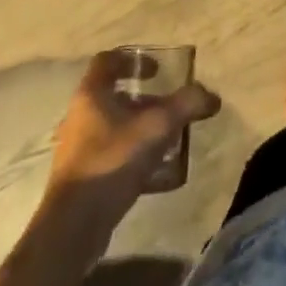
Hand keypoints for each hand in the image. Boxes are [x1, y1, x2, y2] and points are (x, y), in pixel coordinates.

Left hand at [47, 52, 220, 217]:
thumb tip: (212, 96)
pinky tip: (158, 174)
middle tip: (170, 109)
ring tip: (168, 141)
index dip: (133, 60)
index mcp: (91, 95)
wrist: (74, 226)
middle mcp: (80, 117)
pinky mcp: (83, 178)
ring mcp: (79, 149)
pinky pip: (113, 157)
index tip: (158, 70)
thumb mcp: (157, 127)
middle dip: (145, 101)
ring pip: (115, 128)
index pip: (107, 61)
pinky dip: (135, 159)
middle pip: (115, 96)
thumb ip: (186, 105)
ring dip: (141, 130)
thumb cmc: (112, 161)